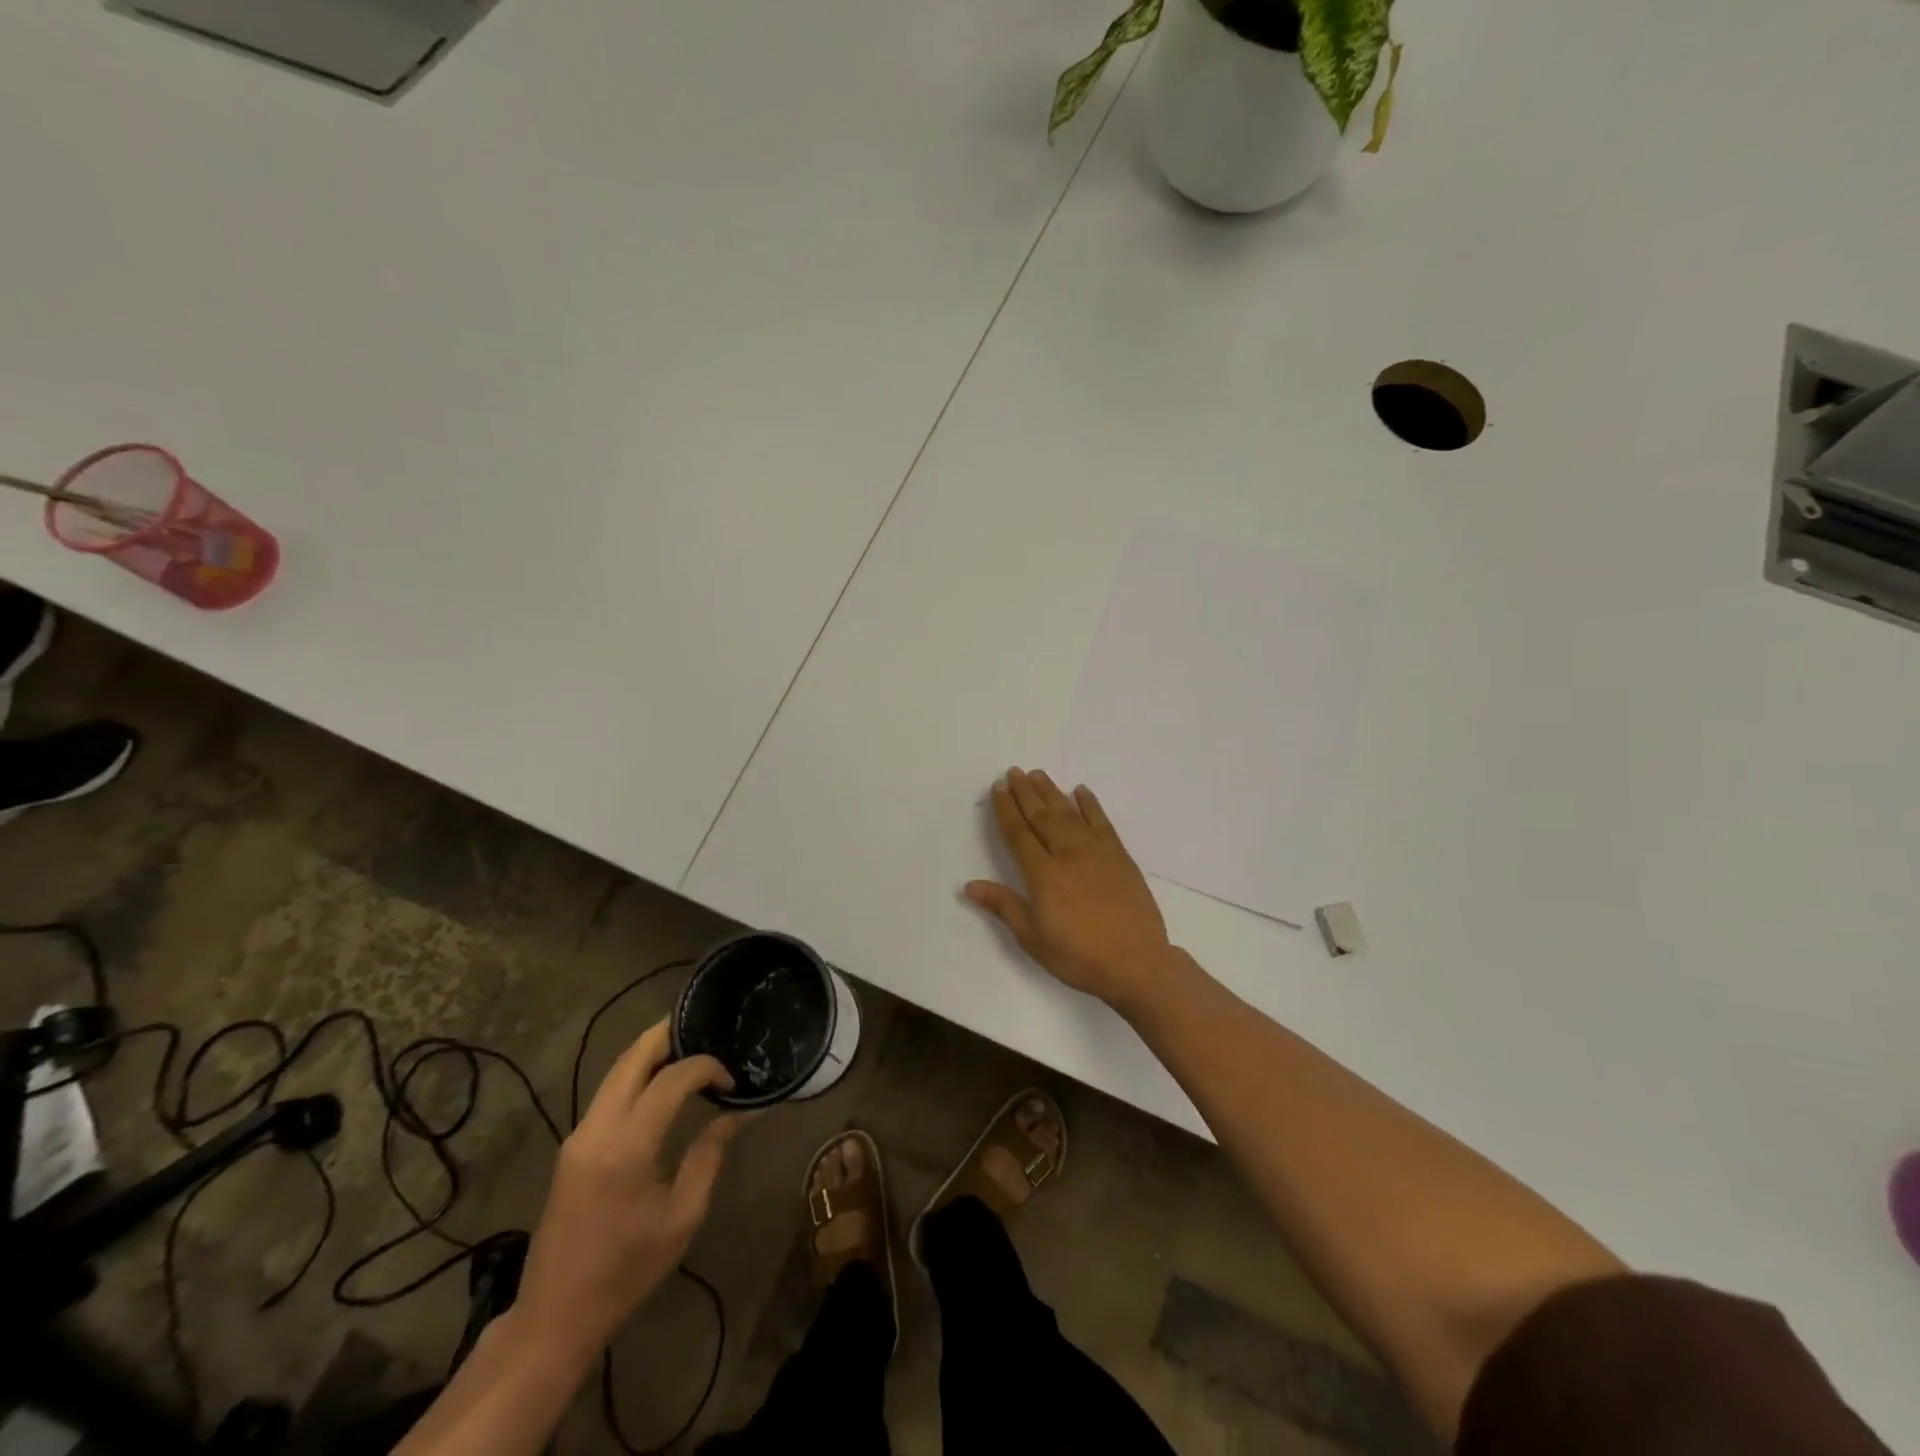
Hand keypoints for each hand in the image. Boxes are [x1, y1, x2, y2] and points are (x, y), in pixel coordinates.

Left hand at [515, 1021, 741, 1362]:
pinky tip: (661, 1081)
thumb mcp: (682, 1217)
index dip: (705, 1067)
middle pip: (633, 1057)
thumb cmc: (626, 1271)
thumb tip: (739, 1113)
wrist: (554, 1316)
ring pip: (616, 1070)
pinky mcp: (572, 1146)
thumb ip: (710, 1155)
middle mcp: (597, 1128)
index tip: (731, 1082)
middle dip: (669, 1034)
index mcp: (627, 1147)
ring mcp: (578, 1135)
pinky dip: (637, 1074)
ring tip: (689, 1048)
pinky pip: (608, 1092)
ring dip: (651, 1052)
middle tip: (705, 1027)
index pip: (671, 1079)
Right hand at [966, 768, 1175, 1008]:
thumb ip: (1004, 906)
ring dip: (1051, 792)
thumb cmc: (1079, 956)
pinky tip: (1081, 792)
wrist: (1137, 963)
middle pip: (1042, 816)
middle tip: (1014, 771)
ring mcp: (1097, 852)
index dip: (1006, 809)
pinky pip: (1101, 822)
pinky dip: (1090, 805)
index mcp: (1043, 875)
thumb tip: (970, 886)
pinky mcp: (1120, 856)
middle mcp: (1068, 854)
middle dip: (1025, 792)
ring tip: (1038, 775)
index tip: (998, 788)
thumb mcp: (1033, 938)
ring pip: (1069, 813)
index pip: (1018, 833)